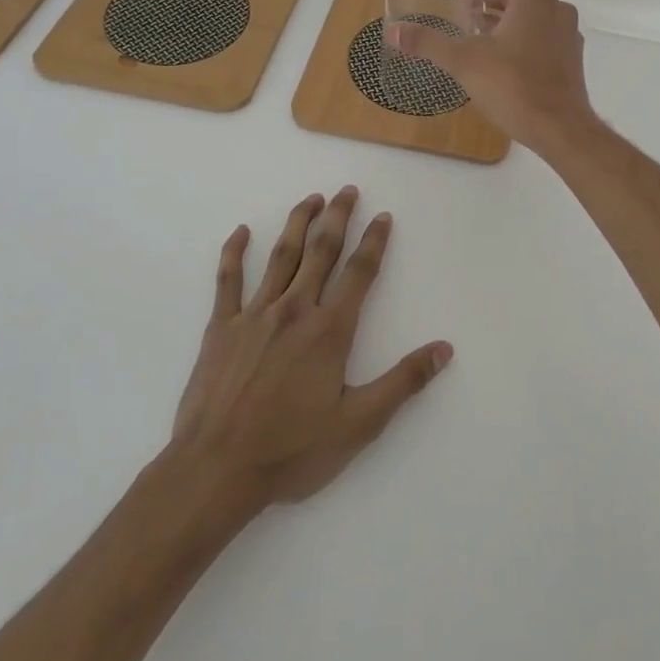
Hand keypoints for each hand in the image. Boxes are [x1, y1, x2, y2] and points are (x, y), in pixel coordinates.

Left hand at [168, 187, 451, 508]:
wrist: (216, 470)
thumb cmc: (291, 450)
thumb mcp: (359, 424)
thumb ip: (402, 382)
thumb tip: (443, 349)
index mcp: (330, 331)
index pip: (360, 273)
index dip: (374, 242)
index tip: (382, 217)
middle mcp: (295, 310)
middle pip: (321, 251)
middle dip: (337, 217)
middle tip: (347, 190)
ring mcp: (255, 314)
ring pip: (281, 256)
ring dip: (298, 223)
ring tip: (311, 198)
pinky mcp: (221, 328)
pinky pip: (228, 281)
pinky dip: (234, 253)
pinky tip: (242, 232)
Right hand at [386, 0, 596, 152]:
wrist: (559, 128)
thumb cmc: (513, 85)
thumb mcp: (463, 61)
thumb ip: (428, 43)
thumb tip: (393, 31)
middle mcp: (556, 7)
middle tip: (463, 4)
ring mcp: (567, 33)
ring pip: (534, 11)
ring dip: (506, 13)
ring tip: (476, 27)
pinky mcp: (571, 56)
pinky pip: (544, 32)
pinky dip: (522, 32)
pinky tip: (500, 53)